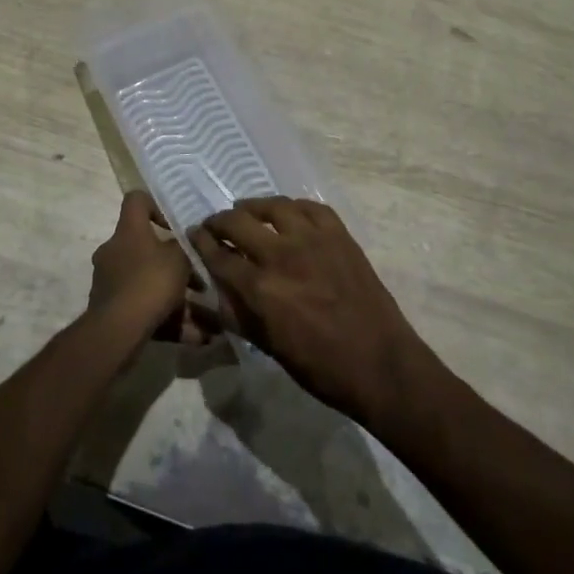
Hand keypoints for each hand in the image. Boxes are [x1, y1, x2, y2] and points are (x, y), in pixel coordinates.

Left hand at [90, 191, 220, 344]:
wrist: (117, 331)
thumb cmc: (150, 282)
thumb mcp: (179, 259)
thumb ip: (186, 246)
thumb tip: (188, 238)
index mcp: (128, 231)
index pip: (136, 200)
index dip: (156, 206)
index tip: (175, 225)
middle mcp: (115, 251)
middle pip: (147, 248)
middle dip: (175, 265)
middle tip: (199, 280)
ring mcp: (110, 281)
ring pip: (150, 283)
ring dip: (178, 298)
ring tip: (209, 318)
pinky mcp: (112, 309)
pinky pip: (146, 309)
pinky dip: (170, 320)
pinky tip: (198, 338)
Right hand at [192, 198, 434, 426]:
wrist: (380, 363)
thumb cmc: (321, 367)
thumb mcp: (269, 347)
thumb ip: (239, 314)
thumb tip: (216, 291)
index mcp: (261, 289)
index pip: (219, 256)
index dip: (201, 242)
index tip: (193, 233)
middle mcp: (282, 256)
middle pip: (239, 223)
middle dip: (220, 221)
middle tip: (215, 224)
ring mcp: (314, 240)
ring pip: (274, 207)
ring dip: (253, 206)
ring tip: (246, 210)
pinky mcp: (340, 235)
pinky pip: (311, 208)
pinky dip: (293, 207)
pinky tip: (287, 213)